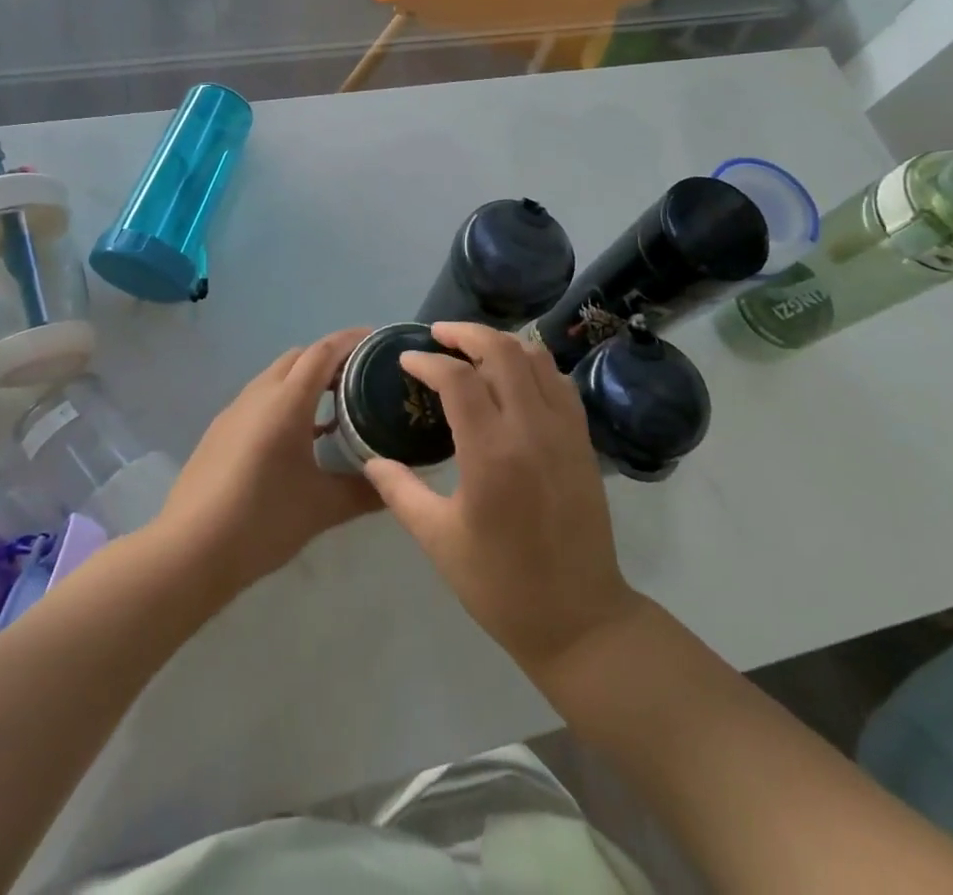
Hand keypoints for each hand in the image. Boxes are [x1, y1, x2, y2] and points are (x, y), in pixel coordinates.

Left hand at [154, 328, 378, 595]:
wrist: (189, 551)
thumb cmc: (262, 520)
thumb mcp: (322, 509)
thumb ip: (365, 493)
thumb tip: (397, 486)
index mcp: (286, 402)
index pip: (323, 352)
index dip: (351, 340)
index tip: (377, 341)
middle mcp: (259, 396)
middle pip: (299, 357)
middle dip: (330, 357)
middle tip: (361, 376)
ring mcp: (234, 412)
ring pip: (275, 377)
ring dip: (305, 380)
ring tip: (334, 406)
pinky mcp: (219, 432)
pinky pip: (259, 400)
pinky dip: (284, 401)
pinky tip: (297, 438)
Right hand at [363, 322, 643, 676]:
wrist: (579, 619)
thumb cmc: (501, 584)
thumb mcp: (438, 539)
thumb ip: (400, 491)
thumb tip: (369, 458)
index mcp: (491, 454)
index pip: (457, 379)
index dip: (427, 361)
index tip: (406, 360)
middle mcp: (532, 429)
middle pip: (502, 350)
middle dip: (466, 332)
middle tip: (438, 335)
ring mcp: (564, 431)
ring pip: (536, 358)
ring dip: (501, 343)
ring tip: (472, 348)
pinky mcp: (583, 440)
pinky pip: (559, 381)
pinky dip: (533, 364)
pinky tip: (513, 376)